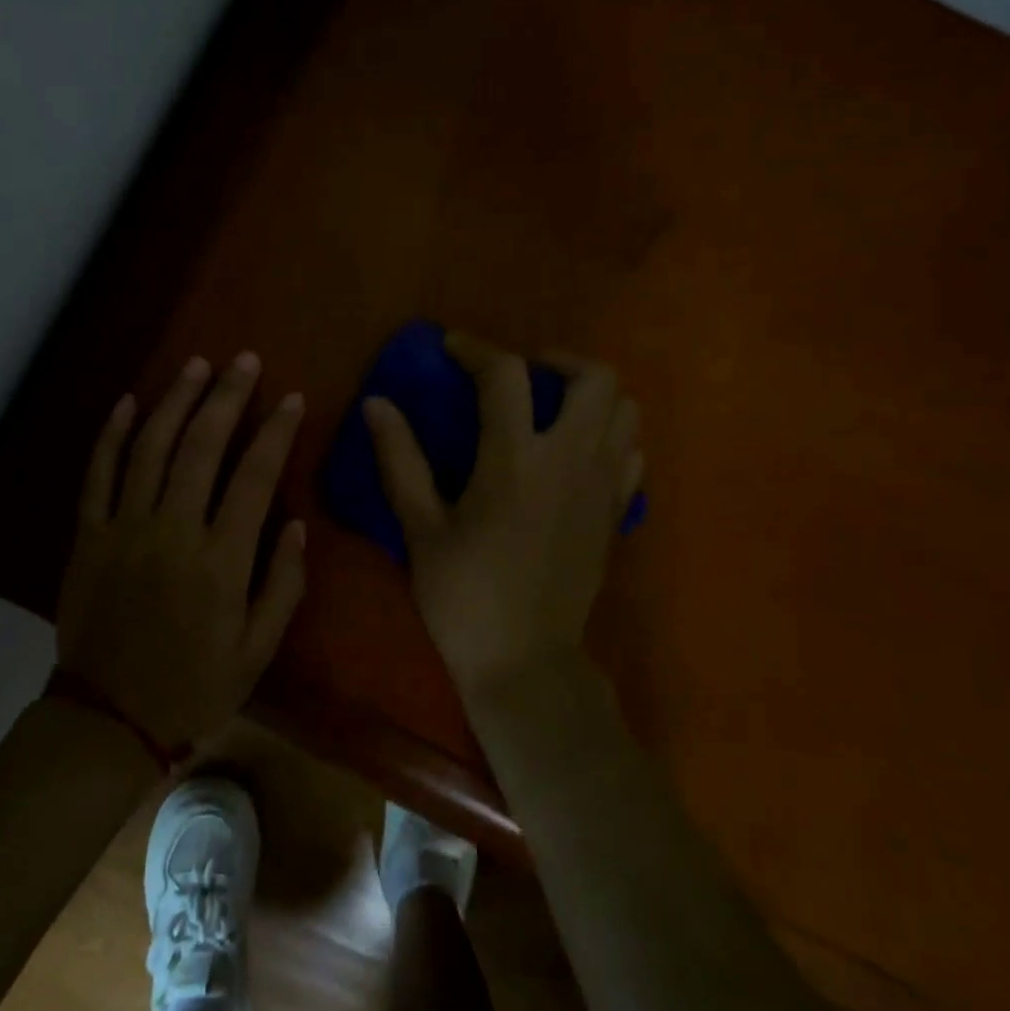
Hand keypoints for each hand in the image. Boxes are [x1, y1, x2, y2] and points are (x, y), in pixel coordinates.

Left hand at [56, 352, 307, 753]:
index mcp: (220, 561)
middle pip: (200, 447)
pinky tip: (128, 402)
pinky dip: (111, 435)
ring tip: (197, 366)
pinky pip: (97, 475)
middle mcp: (172, 532)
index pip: (253, 477)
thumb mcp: (259, 650)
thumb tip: (296, 525)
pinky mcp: (88, 536)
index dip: (275, 432)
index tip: (292, 399)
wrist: (109, 718)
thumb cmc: (194, 685)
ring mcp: (123, 529)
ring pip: (149, 448)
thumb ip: (283, 585)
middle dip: (227, 397)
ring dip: (174, 401)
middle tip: (244, 361)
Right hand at [363, 332, 641, 692]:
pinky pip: (631, 456)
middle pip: (595, 378)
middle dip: (558, 361)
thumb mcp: (420, 529)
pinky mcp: (615, 515)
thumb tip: (377, 404)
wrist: (525, 662)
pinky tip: (575, 457)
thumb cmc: (464, 597)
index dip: (476, 349)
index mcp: (515, 461)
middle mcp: (570, 462)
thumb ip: (400, 460)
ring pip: (625, 412)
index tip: (452, 348)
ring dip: (590, 397)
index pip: (506, 375)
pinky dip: (609, 439)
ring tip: (551, 411)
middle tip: (521, 377)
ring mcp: (602, 488)